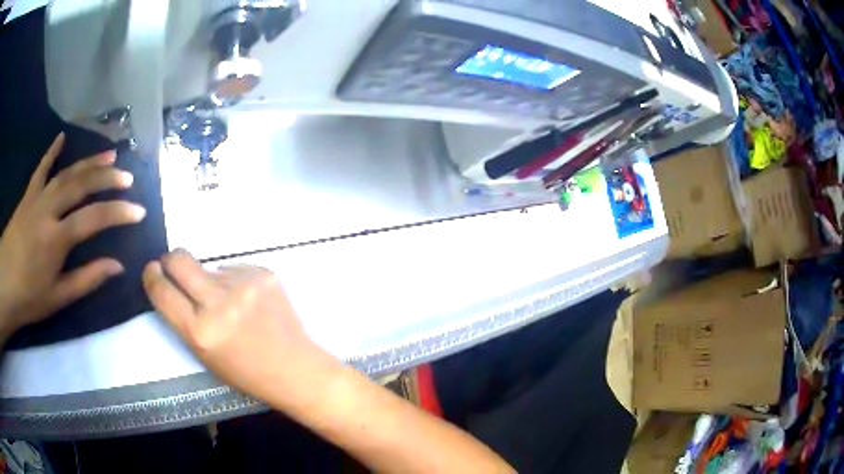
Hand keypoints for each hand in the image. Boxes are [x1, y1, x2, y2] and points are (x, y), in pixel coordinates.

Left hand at [0, 133, 145, 335]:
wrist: (4, 285)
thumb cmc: (28, 298)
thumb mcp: (58, 298)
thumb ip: (87, 279)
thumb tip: (117, 265)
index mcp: (56, 239)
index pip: (93, 218)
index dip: (118, 212)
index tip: (139, 211)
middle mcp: (48, 210)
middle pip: (81, 185)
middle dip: (107, 178)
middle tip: (127, 177)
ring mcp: (36, 198)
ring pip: (66, 172)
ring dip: (89, 162)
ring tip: (110, 154)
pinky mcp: (27, 195)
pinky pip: (41, 169)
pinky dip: (52, 152)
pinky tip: (62, 138)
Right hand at [143, 250, 334, 406]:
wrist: (295, 368)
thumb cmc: (246, 372)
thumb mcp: (205, 355)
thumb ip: (185, 319)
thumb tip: (172, 282)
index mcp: (200, 331)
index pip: (161, 290)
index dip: (152, 277)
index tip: (152, 271)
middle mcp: (218, 302)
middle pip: (179, 259)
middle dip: (171, 261)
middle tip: (175, 268)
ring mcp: (243, 284)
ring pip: (210, 267)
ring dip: (211, 281)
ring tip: (231, 305)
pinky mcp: (263, 273)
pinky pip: (234, 269)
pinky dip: (234, 282)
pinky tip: (250, 303)